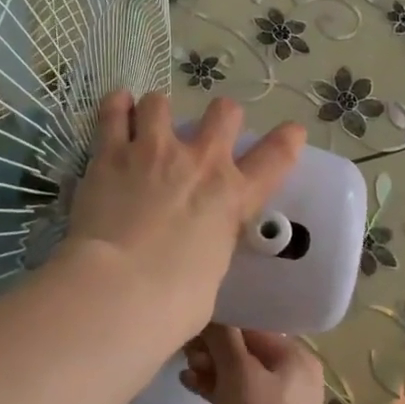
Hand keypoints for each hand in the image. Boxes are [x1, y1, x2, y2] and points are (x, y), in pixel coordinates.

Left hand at [59, 92, 303, 348]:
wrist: (120, 289)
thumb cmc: (174, 301)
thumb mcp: (210, 279)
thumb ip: (209, 253)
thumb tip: (204, 271)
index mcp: (233, 196)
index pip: (276, 157)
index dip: (288, 140)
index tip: (292, 131)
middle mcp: (200, 162)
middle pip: (224, 112)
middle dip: (221, 116)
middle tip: (206, 133)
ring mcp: (154, 150)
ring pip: (161, 102)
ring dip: (158, 111)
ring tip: (148, 122)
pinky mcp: (111, 153)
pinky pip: (113, 112)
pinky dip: (116, 106)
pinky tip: (117, 106)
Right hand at [182, 326, 326, 403]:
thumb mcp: (238, 371)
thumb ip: (223, 337)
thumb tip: (211, 316)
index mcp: (297, 357)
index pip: (256, 328)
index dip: (224, 325)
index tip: (195, 326)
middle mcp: (294, 376)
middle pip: (247, 350)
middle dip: (215, 349)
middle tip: (187, 350)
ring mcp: (280, 403)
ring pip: (240, 374)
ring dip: (212, 368)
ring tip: (185, 367)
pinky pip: (237, 396)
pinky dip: (216, 389)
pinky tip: (189, 384)